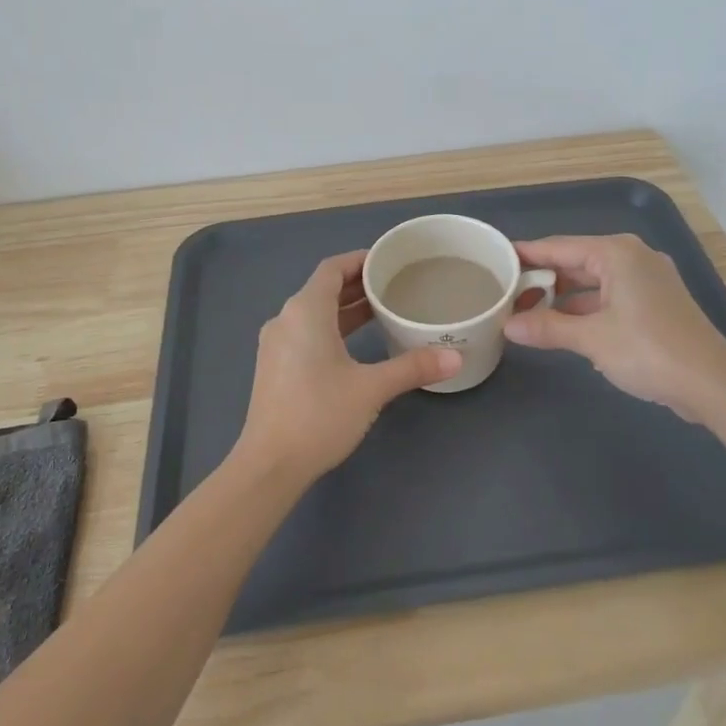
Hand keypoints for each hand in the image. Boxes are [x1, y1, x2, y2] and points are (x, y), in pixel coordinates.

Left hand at [234, 250, 461, 485]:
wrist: (270, 464)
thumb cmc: (319, 414)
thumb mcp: (371, 388)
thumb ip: (412, 367)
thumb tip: (455, 357)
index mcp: (305, 311)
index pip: (332, 268)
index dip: (359, 260)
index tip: (388, 261)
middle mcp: (286, 319)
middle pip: (323, 289)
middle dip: (357, 285)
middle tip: (394, 285)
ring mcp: (276, 345)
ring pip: (314, 313)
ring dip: (345, 309)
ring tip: (381, 311)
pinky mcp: (275, 367)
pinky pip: (306, 332)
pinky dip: (332, 328)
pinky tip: (355, 344)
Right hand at [503, 233, 725, 421]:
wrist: (712, 384)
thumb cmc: (649, 350)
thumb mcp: (591, 339)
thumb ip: (547, 328)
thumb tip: (508, 327)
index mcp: (616, 253)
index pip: (558, 247)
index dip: (526, 255)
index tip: (496, 259)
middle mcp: (632, 258)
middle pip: (575, 262)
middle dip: (542, 279)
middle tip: (506, 293)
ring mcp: (647, 280)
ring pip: (592, 282)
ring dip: (563, 297)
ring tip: (527, 312)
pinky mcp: (655, 303)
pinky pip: (609, 297)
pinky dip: (585, 309)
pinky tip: (563, 326)